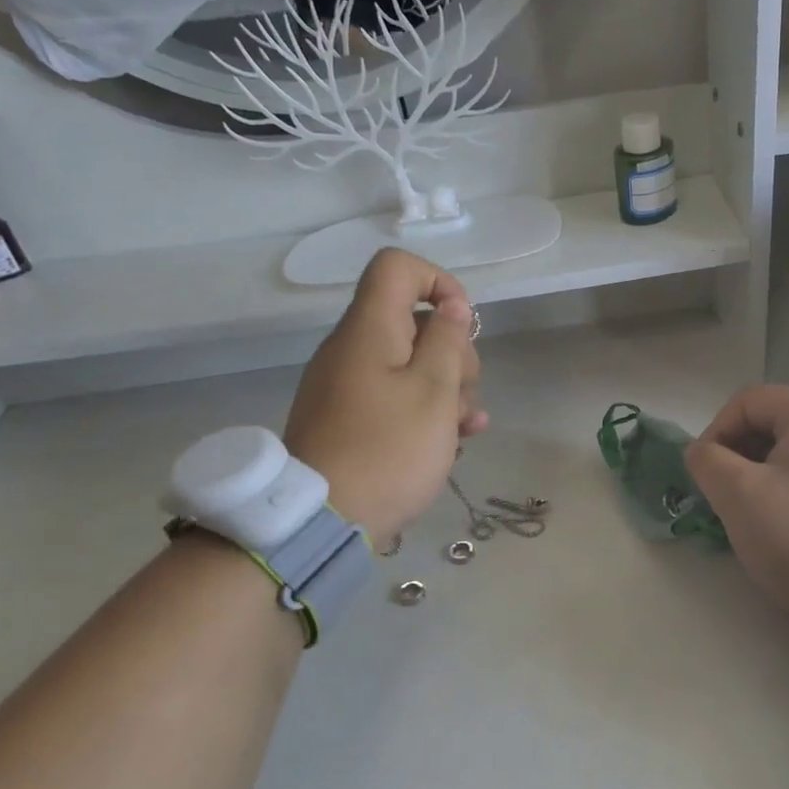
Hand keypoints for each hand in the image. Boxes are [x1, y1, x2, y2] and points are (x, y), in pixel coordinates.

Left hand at [285, 249, 487, 541]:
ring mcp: (347, 386)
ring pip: (409, 365)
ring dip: (447, 388)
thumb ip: (448, 342)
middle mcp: (352, 349)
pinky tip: (454, 440)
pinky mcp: (348, 420)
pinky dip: (424, 410)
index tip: (463, 324)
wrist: (322, 520)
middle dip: (453, 351)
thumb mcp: (434, 393)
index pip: (397, 268)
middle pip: (411, 321)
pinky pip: (393, 398)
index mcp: (369, 330)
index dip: (439, 282)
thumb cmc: (389, 451)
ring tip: (466, 428)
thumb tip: (452, 307)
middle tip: (466, 392)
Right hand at [685, 386, 788, 624]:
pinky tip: (781, 522)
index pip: (748, 402)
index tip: (704, 473)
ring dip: (760, 474)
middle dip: (738, 454)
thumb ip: (707, 461)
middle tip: (723, 494)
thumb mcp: (738, 494)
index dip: (715, 431)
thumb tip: (701, 452)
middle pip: (772, 423)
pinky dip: (788, 488)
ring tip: (749, 511)